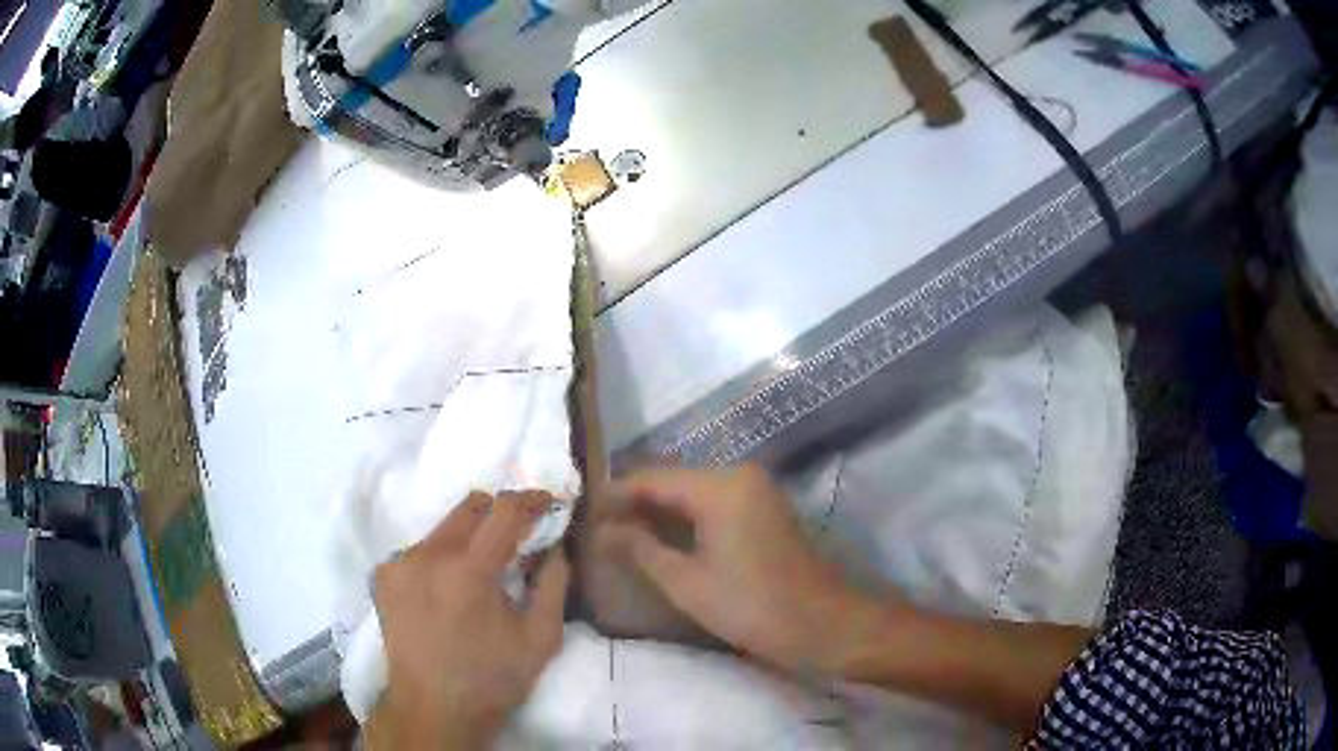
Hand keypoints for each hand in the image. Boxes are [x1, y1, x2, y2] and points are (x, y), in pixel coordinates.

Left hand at [366, 492, 569, 749]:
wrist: (432, 707)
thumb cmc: (492, 678)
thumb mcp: (541, 639)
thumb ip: (553, 584)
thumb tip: (555, 546)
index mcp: (469, 571)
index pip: (503, 510)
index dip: (532, 499)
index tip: (550, 503)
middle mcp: (428, 555)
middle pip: (469, 506)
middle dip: (500, 510)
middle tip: (520, 531)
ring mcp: (400, 562)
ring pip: (443, 527)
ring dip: (470, 536)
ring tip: (483, 568)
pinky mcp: (384, 575)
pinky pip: (421, 549)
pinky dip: (443, 557)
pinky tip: (450, 587)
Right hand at [597, 466, 895, 676]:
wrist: (825, 623)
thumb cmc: (752, 606)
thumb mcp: (687, 582)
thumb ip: (640, 549)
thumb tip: (601, 530)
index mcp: (719, 485)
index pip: (651, 478)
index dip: (614, 496)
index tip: (582, 515)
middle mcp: (739, 475)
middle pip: (673, 481)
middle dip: (635, 504)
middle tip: (596, 529)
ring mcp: (756, 491)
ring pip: (693, 494)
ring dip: (659, 513)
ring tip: (620, 537)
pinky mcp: (765, 510)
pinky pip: (714, 504)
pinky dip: (686, 520)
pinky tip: (661, 540)